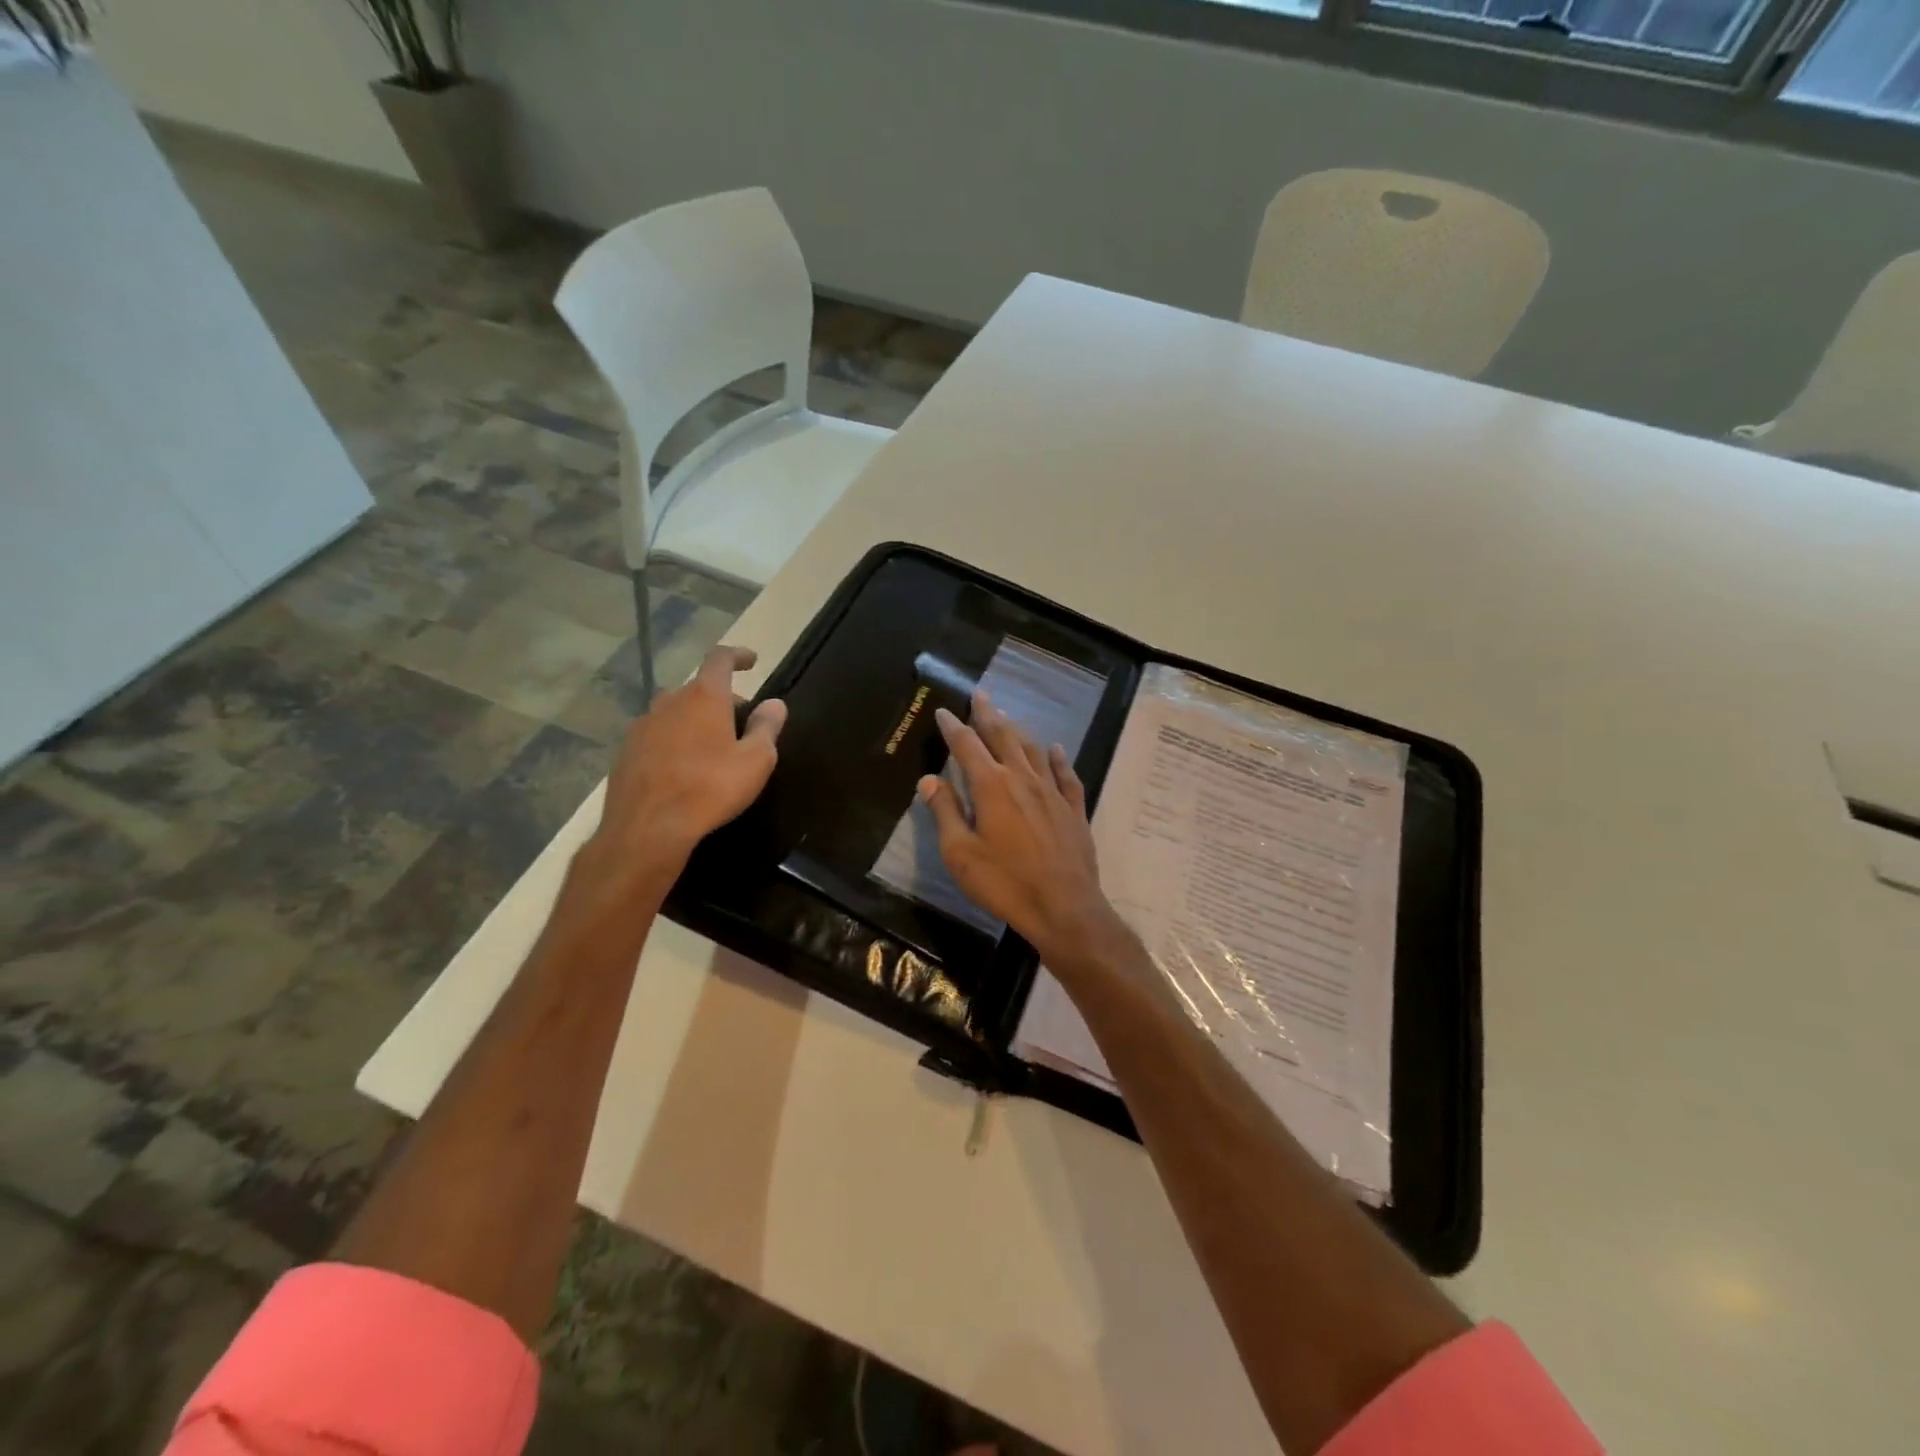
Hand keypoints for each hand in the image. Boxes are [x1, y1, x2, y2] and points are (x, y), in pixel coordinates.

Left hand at [589, 646, 786, 877]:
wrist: (647, 828)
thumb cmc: (710, 789)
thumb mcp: (755, 761)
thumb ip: (766, 727)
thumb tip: (775, 703)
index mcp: (704, 697)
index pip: (720, 659)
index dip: (738, 656)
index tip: (752, 661)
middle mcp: (669, 702)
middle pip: (697, 688)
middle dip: (720, 698)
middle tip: (739, 720)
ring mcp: (643, 726)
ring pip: (674, 711)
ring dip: (694, 719)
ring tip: (710, 745)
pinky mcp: (626, 752)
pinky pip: (657, 735)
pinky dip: (673, 740)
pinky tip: (683, 768)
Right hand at [919, 692, 1129, 969]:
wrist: (1064, 907)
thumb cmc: (1004, 883)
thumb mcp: (961, 853)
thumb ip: (945, 812)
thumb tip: (929, 780)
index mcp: (991, 786)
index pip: (967, 746)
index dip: (954, 727)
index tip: (944, 711)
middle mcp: (1023, 779)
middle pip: (1003, 737)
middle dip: (988, 714)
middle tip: (981, 694)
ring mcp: (1052, 792)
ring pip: (1033, 750)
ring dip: (1018, 731)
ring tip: (1007, 717)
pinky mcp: (1073, 810)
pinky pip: (1065, 775)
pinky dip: (1058, 759)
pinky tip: (1056, 750)